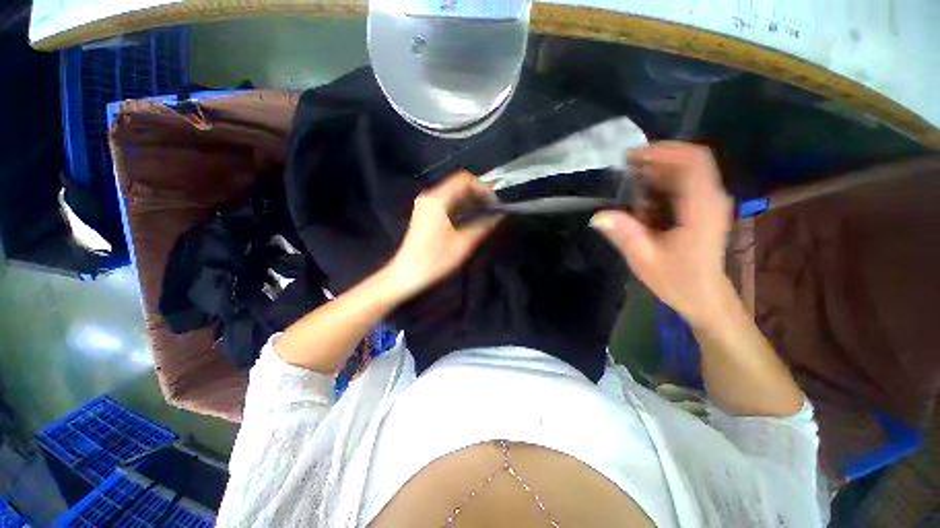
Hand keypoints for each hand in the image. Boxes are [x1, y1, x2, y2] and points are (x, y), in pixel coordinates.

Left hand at [385, 172, 501, 300]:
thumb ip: (483, 226)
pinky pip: (447, 202)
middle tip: (492, 210)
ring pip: (453, 194)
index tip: (495, 203)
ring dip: (470, 201)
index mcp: (437, 200)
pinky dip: (461, 207)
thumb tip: (499, 215)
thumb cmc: (435, 260)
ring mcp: (426, 205)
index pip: (464, 179)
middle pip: (458, 185)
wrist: (407, 273)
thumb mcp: (463, 244)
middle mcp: (430, 197)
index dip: (483, 187)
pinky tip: (470, 219)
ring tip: (485, 215)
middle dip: (478, 194)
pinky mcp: (425, 213)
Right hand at [591, 142, 734, 328]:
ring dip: (659, 168)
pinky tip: (642, 192)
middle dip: (657, 157)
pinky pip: (686, 181)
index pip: (692, 162)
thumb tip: (598, 216)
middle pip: (691, 160)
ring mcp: (711, 202)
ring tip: (629, 178)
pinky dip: (663, 179)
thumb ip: (625, 235)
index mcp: (701, 209)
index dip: (663, 152)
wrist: (704, 296)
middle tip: (624, 167)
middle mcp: (712, 199)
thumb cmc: (677, 281)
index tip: (631, 156)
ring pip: (689, 168)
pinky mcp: (705, 207)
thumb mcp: (645, 260)